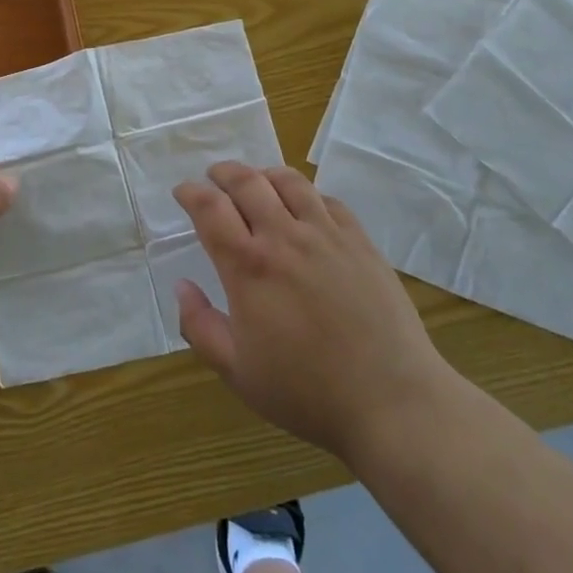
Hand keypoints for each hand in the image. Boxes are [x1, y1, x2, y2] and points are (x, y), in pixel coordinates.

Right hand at [175, 162, 446, 464]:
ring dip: (264, 174)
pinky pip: (327, 200)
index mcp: (249, 266)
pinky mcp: (360, 242)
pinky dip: (307, 193)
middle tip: (214, 177)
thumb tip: (182, 286)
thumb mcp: (237, 372)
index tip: (183, 192)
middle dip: (223, 173)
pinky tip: (305, 206)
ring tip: (257, 182)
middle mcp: (285, 237)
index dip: (191, 193)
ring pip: (289, 181)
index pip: (210, 208)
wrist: (391, 400)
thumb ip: (199, 327)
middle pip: (247, 182)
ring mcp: (327, 235)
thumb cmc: (306, 391)